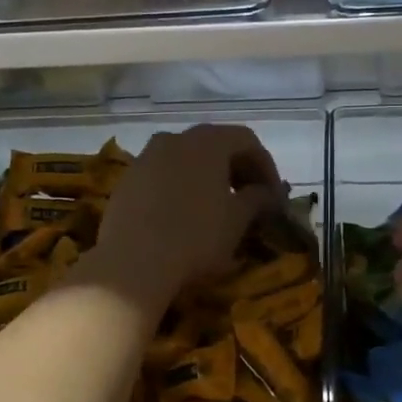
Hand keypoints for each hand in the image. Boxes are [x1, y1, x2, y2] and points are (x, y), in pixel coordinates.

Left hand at [94, 125, 282, 305]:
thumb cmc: (196, 236)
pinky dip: (180, 188)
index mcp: (207, 141)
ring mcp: (145, 158)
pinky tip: (184, 216)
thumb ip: (258, 199)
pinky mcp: (126, 181)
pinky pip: (162, 176)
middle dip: (237, 170)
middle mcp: (174, 139)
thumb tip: (267, 193)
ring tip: (217, 208)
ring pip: (186, 160)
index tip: (274, 196)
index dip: (266, 166)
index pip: (247, 141)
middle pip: (214, 145)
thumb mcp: (237, 220)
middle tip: (250, 199)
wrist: (133, 262)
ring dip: (207, 178)